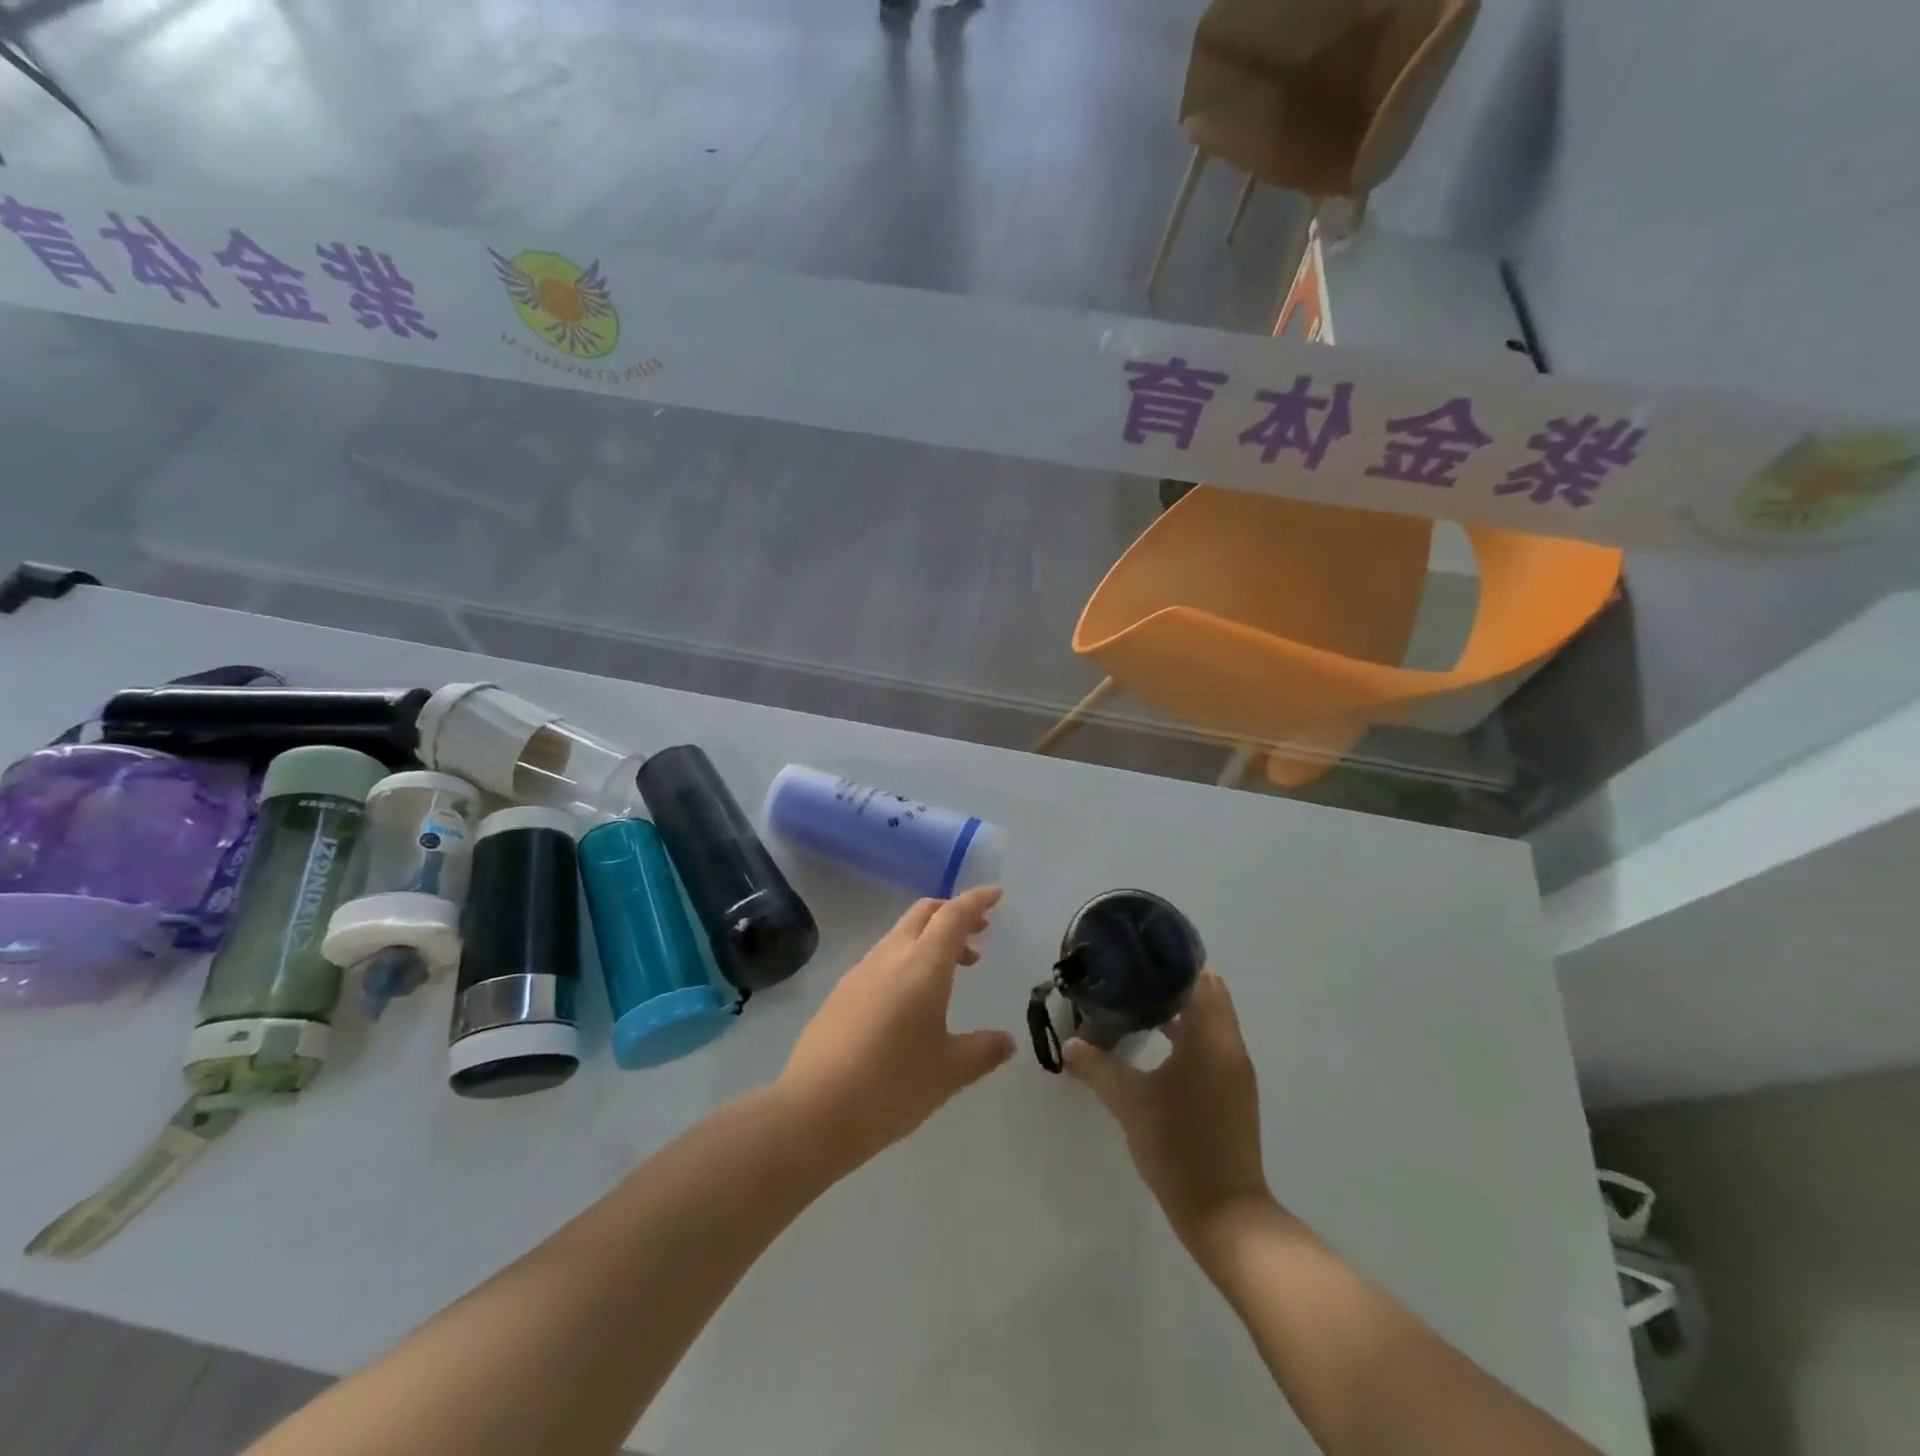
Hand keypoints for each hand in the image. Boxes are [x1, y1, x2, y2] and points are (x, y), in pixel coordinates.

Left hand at [778, 885, 1015, 1171]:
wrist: (814, 1110)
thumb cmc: (892, 1086)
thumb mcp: (949, 1072)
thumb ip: (983, 1051)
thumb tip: (1007, 1042)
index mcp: (923, 965)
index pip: (954, 916)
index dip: (976, 901)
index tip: (996, 894)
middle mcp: (890, 957)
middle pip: (923, 913)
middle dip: (953, 914)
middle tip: (978, 935)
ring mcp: (860, 972)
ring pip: (900, 935)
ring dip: (930, 940)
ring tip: (952, 972)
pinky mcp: (841, 993)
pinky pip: (882, 959)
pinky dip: (906, 960)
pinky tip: (911, 1000)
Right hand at [1064, 970, 1271, 1246]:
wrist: (1224, 1215)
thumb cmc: (1178, 1146)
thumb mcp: (1130, 1103)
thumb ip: (1098, 1067)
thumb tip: (1070, 1043)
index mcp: (1212, 1039)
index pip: (1202, 980)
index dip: (1174, 963)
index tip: (1141, 955)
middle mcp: (1231, 1048)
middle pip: (1208, 997)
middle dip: (1174, 984)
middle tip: (1132, 977)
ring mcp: (1236, 1074)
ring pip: (1211, 1023)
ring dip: (1182, 1011)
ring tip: (1138, 1004)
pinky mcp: (1233, 1095)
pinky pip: (1212, 1047)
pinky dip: (1189, 1037)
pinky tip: (1157, 1046)